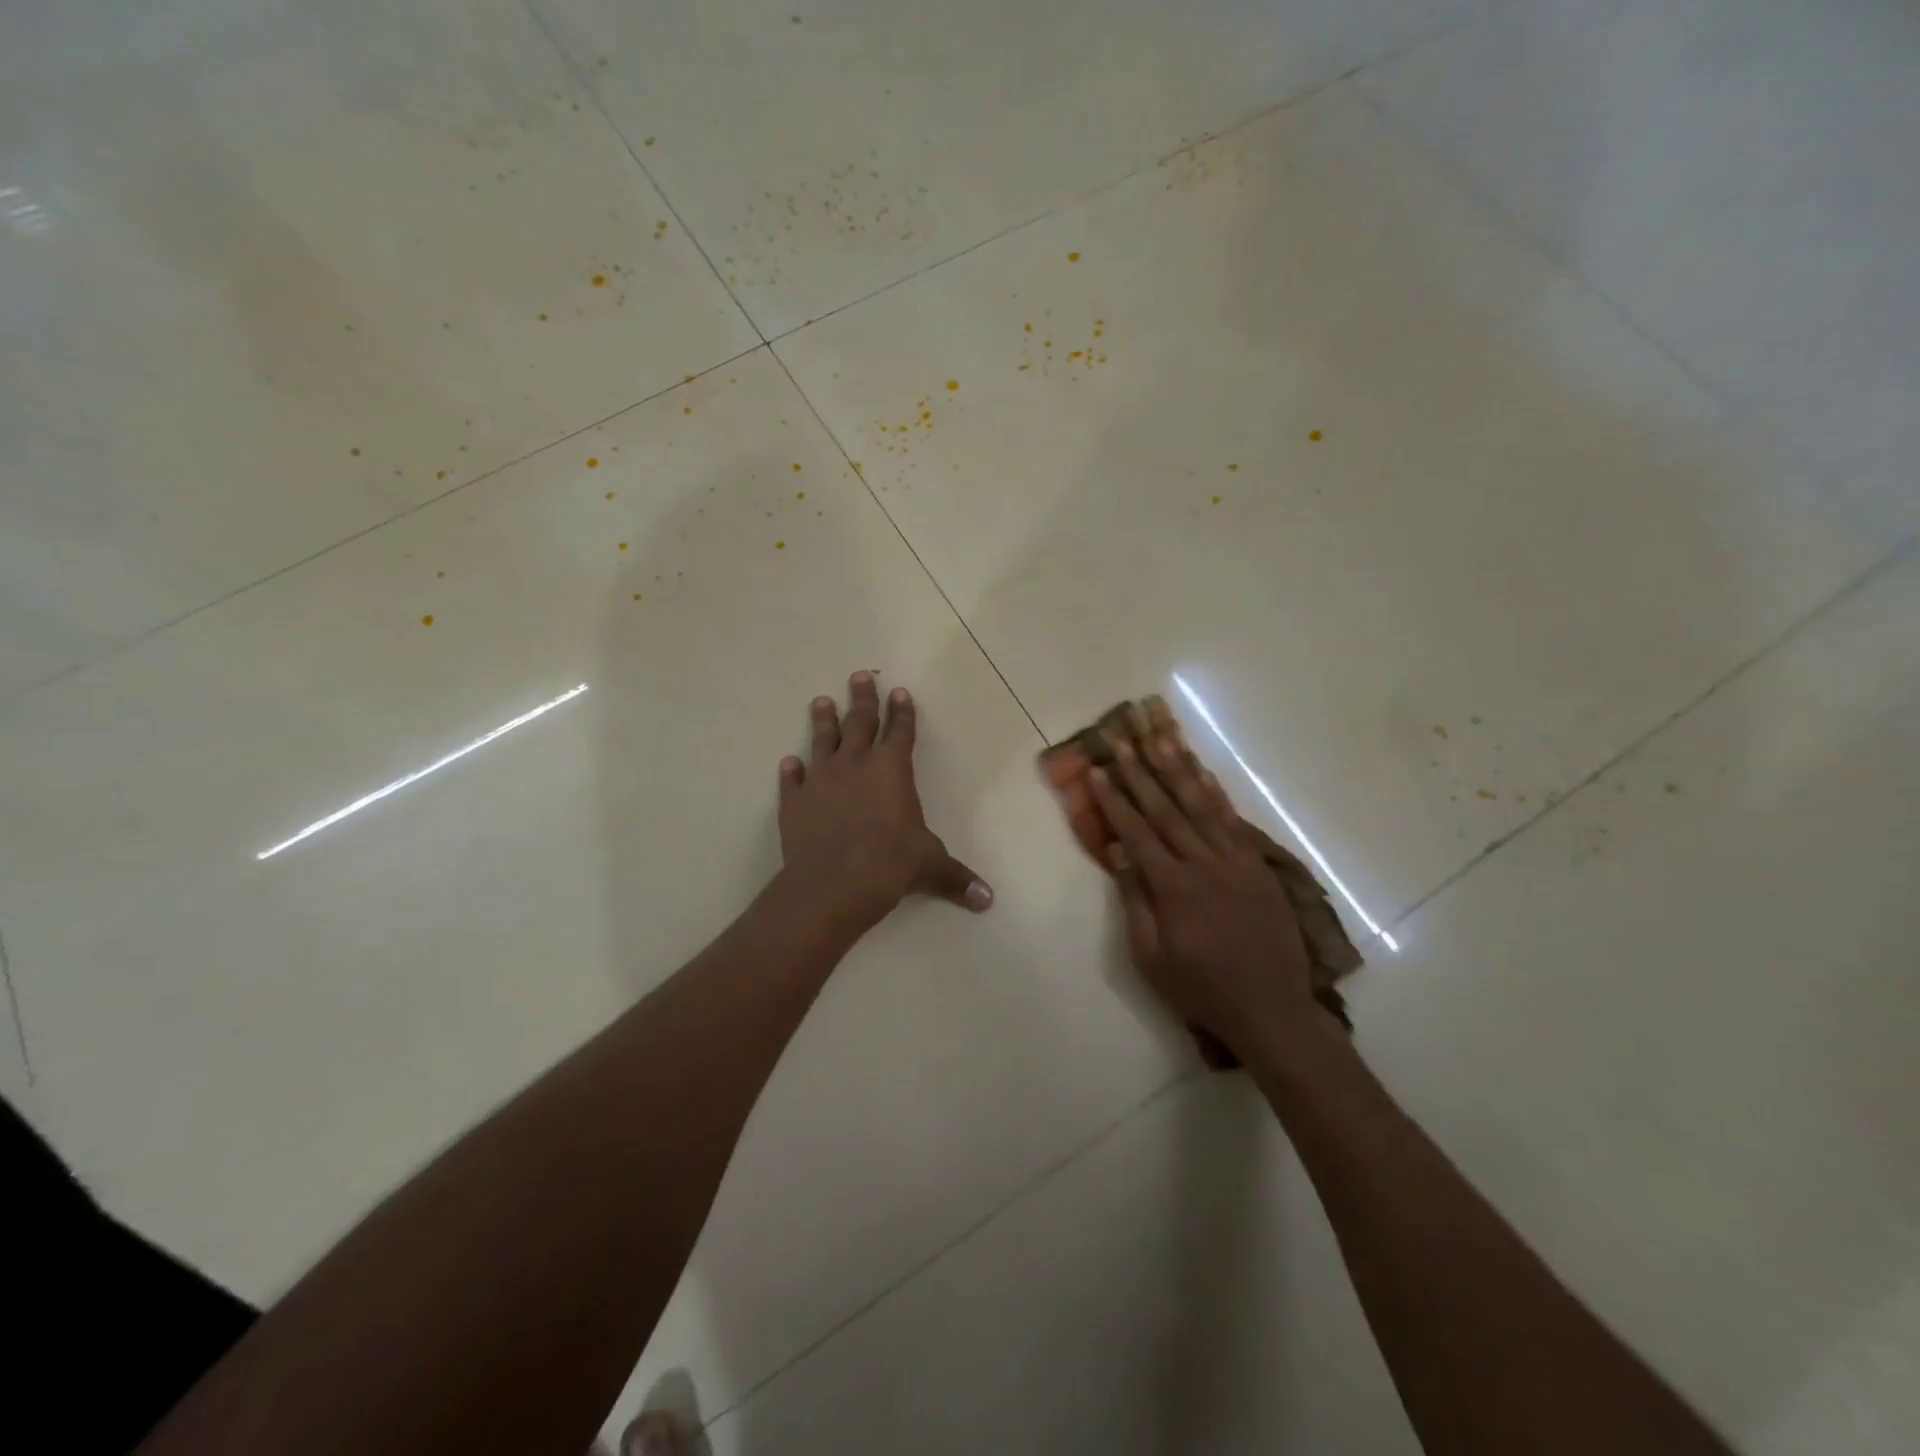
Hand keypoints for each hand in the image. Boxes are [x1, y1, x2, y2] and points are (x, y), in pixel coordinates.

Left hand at [778, 671, 992, 933]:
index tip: (900, 692)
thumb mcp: (931, 867)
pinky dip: (791, 772)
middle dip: (862, 698)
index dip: (902, 712)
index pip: (900, 732)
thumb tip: (988, 900)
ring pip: (822, 741)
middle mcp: (856, 765)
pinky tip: (788, 763)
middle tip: (858, 676)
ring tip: (821, 702)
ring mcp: (821, 780)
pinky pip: (792, 781)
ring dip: (823, 721)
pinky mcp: (794, 801)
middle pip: (860, 722)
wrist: (834, 883)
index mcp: (892, 770)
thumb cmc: (891, 864)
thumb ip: (957, 878)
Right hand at [1087, 732, 1316, 1057]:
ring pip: (1201, 806)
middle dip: (1140, 772)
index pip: (1136, 832)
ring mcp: (1235, 862)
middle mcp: (1204, 864)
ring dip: (1178, 770)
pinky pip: (1233, 822)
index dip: (1114, 799)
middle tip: (1121, 739)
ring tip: (1160, 738)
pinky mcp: (1258, 867)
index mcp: (1173, 888)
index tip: (1097, 769)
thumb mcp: (1151, 957)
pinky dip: (1216, 795)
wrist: (1271, 1009)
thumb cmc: (1200, 988)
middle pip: (1166, 809)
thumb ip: (1135, 899)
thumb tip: (1117, 850)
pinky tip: (1203, 773)